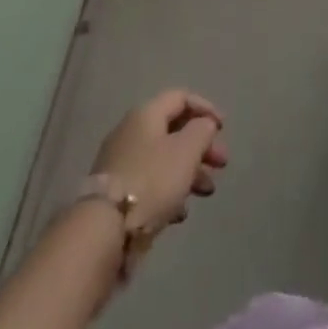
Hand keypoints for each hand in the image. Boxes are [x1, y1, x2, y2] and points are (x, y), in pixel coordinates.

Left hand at [90, 90, 228, 235]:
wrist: (104, 231)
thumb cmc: (151, 180)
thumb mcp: (186, 151)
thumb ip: (201, 131)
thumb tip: (204, 124)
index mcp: (146, 114)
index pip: (180, 97)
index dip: (205, 108)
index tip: (223, 128)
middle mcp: (132, 132)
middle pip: (173, 130)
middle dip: (201, 146)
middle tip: (221, 164)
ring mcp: (122, 163)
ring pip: (164, 159)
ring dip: (189, 171)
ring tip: (207, 192)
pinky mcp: (118, 194)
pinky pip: (151, 183)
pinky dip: (170, 191)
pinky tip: (181, 212)